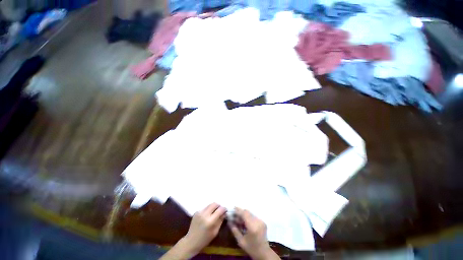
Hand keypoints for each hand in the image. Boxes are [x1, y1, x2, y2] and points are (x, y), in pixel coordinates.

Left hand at [183, 203, 226, 253]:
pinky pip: (205, 207)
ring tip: (214, 212)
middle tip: (220, 210)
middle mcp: (205, 214)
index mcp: (210, 221)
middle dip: (219, 206)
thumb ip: (220, 221)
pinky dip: (208, 209)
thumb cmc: (204, 239)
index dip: (224, 209)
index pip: (220, 210)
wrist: (191, 242)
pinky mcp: (196, 212)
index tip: (226, 210)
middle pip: (214, 204)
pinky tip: (208, 215)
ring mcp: (200, 212)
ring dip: (213, 207)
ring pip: (209, 204)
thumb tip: (224, 213)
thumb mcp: (215, 232)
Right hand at [228, 208, 279, 259]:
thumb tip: (229, 221)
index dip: (238, 210)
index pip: (244, 214)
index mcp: (253, 227)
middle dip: (240, 212)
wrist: (264, 253)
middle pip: (247, 212)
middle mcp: (258, 221)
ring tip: (238, 219)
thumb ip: (235, 230)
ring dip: (244, 215)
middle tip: (233, 215)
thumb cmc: (251, 249)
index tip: (232, 209)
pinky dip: (248, 217)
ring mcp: (261, 221)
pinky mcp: (262, 221)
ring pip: (250, 213)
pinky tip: (244, 222)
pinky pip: (253, 216)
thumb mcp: (241, 241)